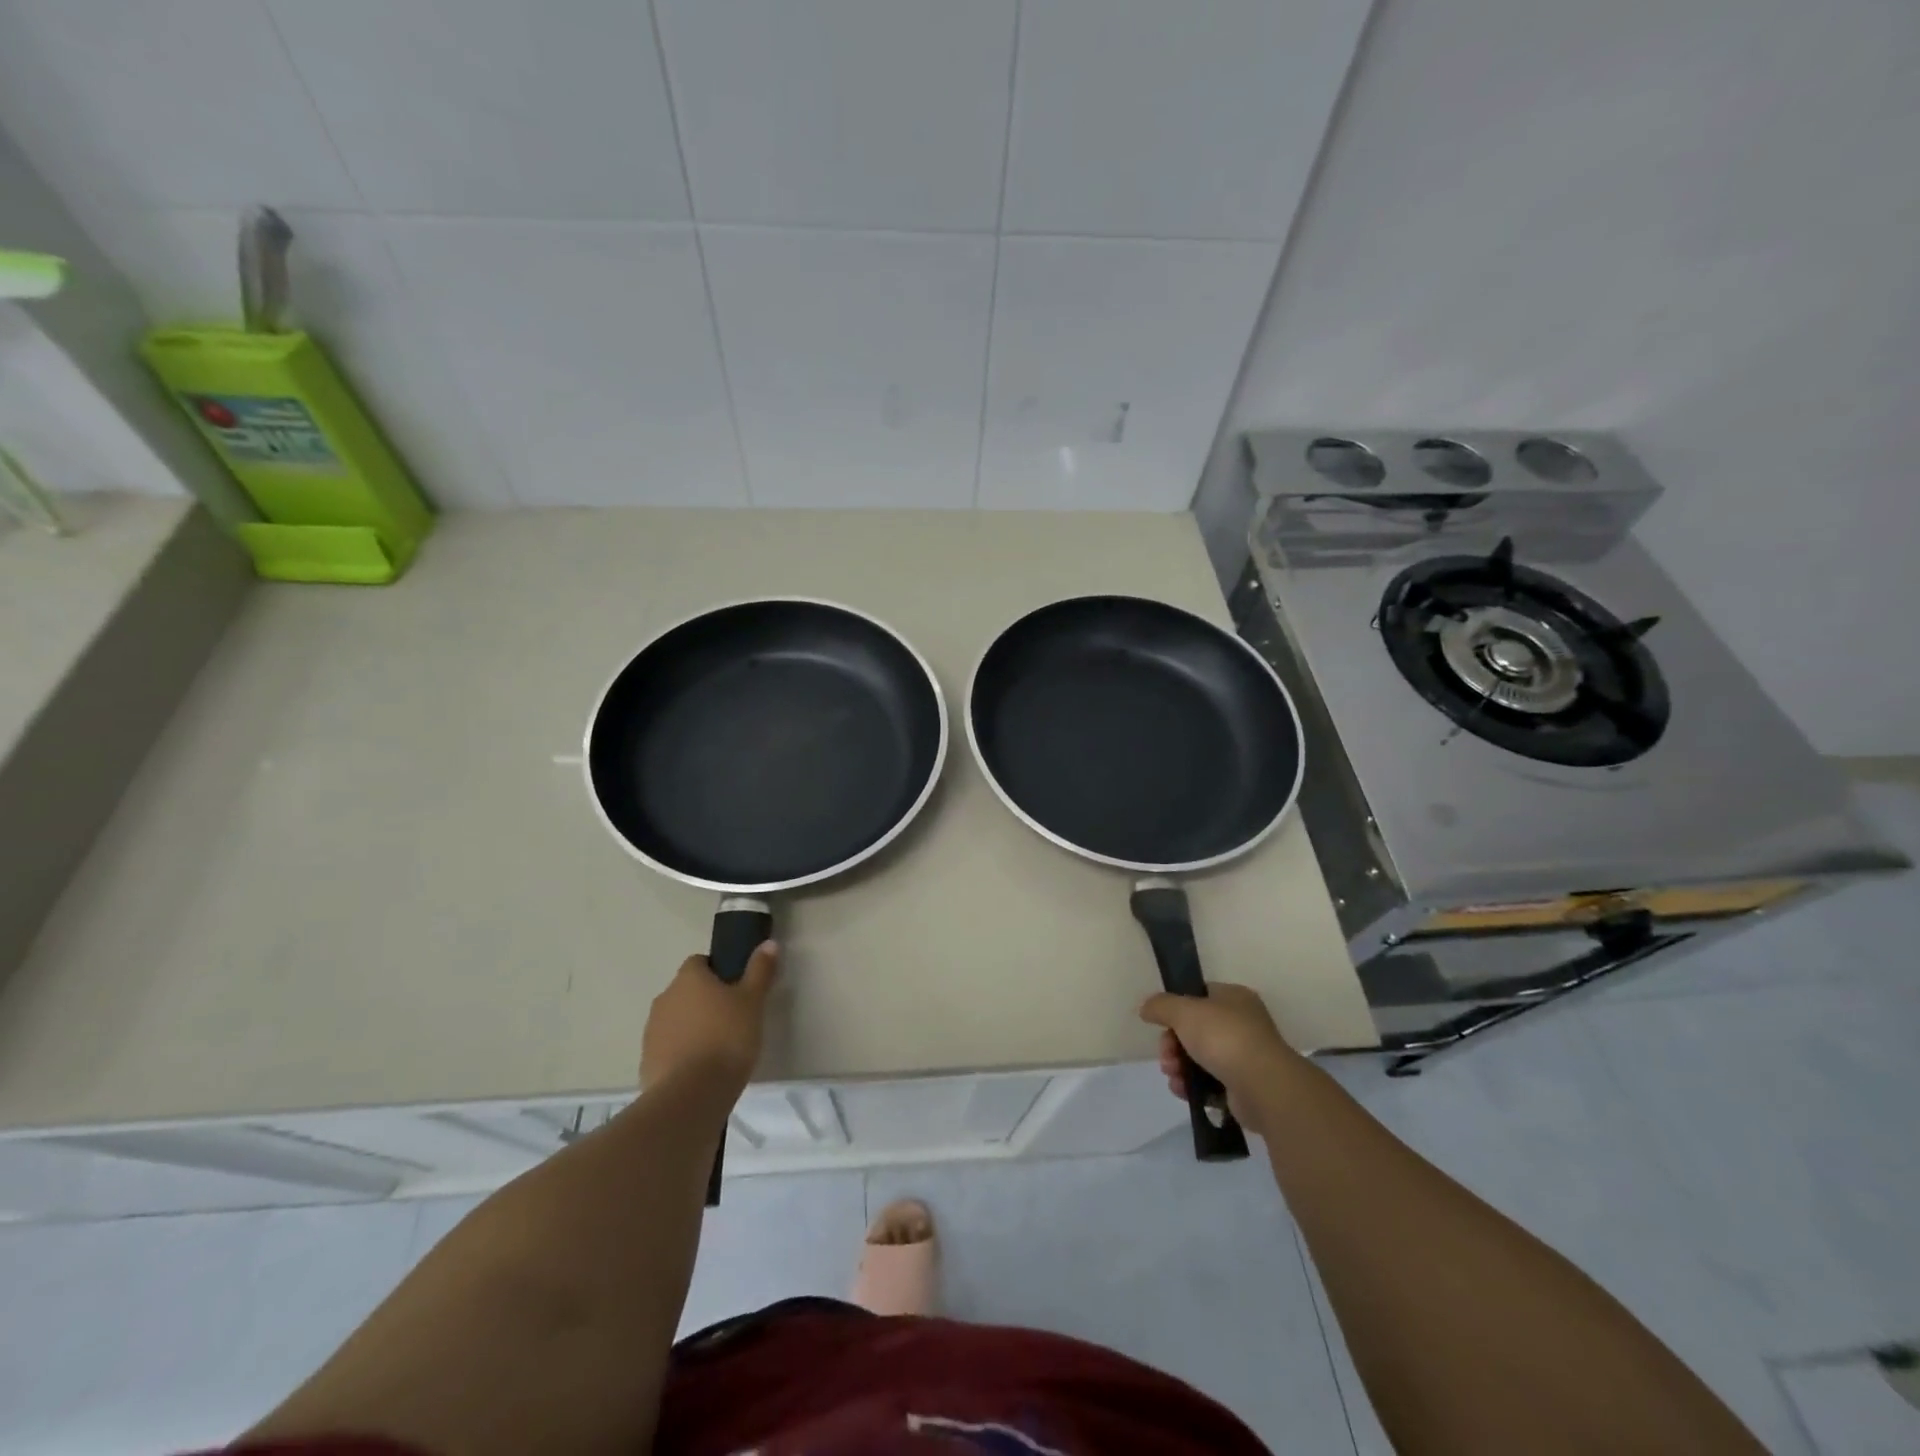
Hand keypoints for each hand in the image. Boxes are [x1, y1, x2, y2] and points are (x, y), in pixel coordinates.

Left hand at [641, 942, 779, 1095]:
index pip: (699, 962)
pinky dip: (682, 1053)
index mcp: (688, 979)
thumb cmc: (727, 1038)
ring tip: (718, 1048)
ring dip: (692, 1027)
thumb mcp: (753, 1001)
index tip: (736, 988)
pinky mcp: (647, 1062)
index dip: (718, 971)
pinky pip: (668, 1049)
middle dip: (705, 1001)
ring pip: (676, 1020)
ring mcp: (652, 1032)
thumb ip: (760, 971)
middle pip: (686, 992)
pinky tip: (702, 1071)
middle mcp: (665, 998)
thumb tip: (768, 943)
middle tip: (732, 1019)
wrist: (691, 1095)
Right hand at [1140, 983, 1294, 1131]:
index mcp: (1234, 998)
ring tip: (1173, 1076)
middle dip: (1173, 1044)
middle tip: (1166, 1057)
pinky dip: (1193, 1086)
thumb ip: (1161, 1005)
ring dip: (1179, 1066)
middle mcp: (1242, 1024)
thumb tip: (1146, 1008)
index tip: (1162, 1024)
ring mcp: (1245, 1057)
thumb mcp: (1183, 1011)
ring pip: (1199, 1058)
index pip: (1199, 996)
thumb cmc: (1224, 1037)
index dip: (1176, 1009)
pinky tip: (1183, 1091)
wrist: (1263, 1087)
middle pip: (1195, 1030)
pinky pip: (1210, 1083)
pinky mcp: (1243, 1087)